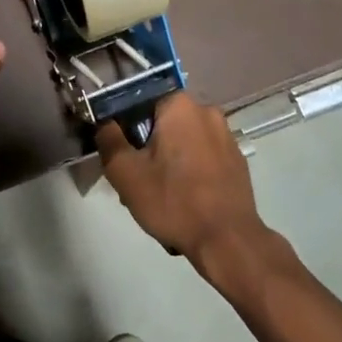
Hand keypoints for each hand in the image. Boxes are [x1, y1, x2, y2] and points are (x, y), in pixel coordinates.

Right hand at [96, 95, 267, 267]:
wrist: (228, 241)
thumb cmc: (173, 201)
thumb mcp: (125, 172)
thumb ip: (108, 140)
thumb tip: (105, 124)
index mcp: (179, 105)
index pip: (140, 101)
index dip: (125, 126)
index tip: (122, 154)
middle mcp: (206, 111)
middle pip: (163, 122)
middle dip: (147, 146)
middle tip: (137, 179)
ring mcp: (226, 135)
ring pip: (183, 140)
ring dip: (168, 159)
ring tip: (160, 194)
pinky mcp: (237, 159)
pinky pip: (203, 156)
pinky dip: (190, 170)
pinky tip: (184, 197)